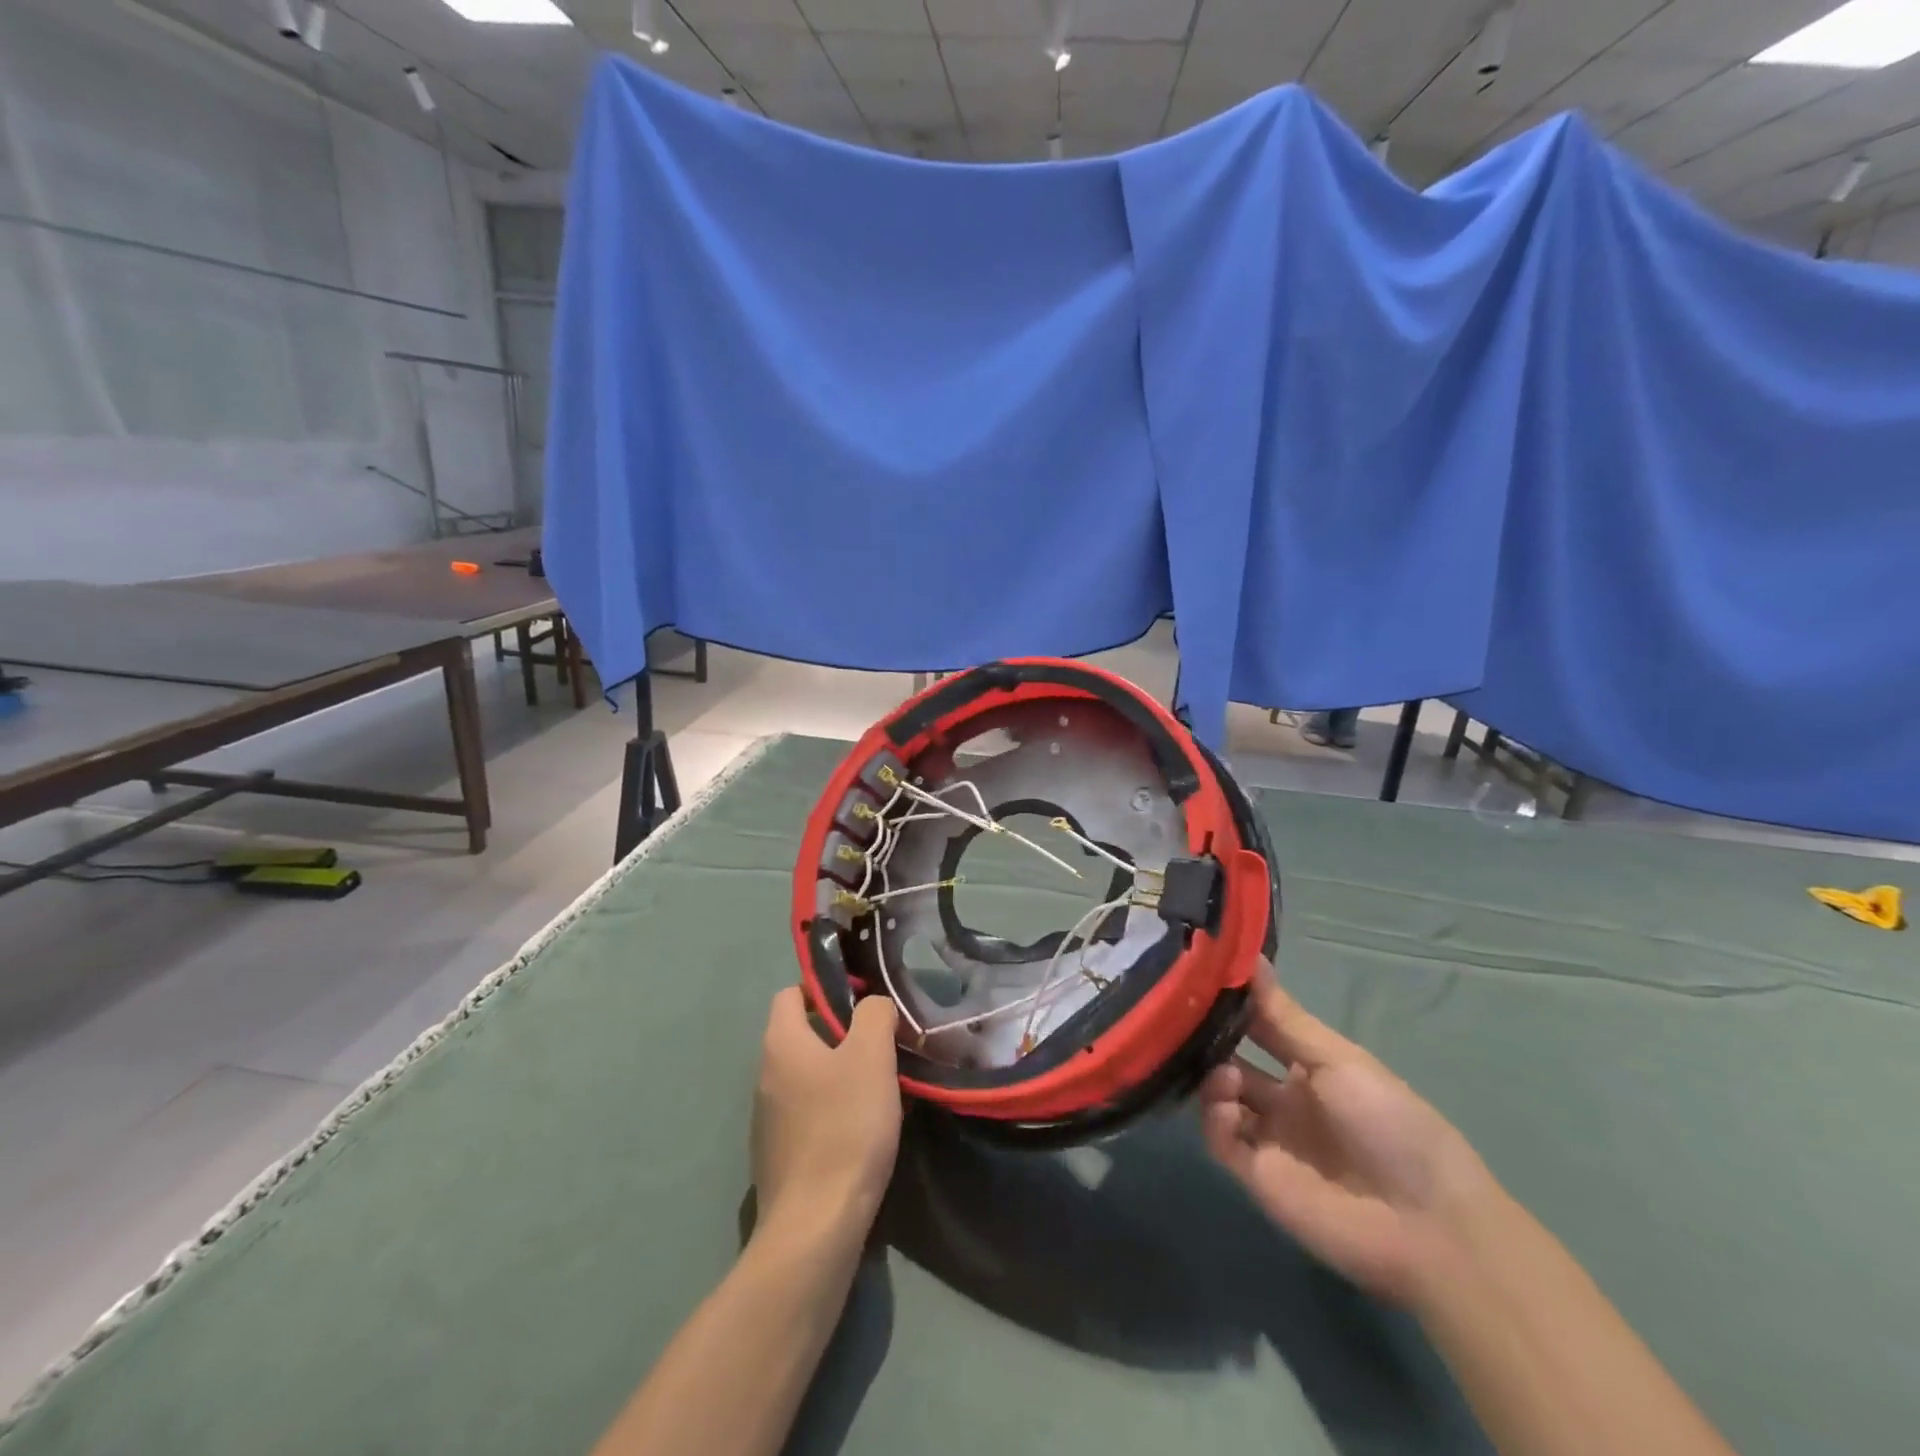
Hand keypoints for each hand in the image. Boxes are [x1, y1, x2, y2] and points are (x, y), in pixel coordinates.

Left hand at [751, 989, 902, 1253]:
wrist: (816, 1225)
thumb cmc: (845, 1126)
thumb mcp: (871, 1056)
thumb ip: (874, 1015)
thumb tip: (872, 1005)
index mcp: (781, 1043)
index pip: (791, 993)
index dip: (824, 989)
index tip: (861, 1002)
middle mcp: (765, 1075)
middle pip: (800, 1035)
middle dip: (840, 1034)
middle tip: (880, 1046)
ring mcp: (767, 1119)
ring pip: (806, 1076)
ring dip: (837, 1074)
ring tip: (878, 1088)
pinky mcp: (777, 1155)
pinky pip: (806, 1114)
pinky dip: (831, 1110)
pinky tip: (861, 1130)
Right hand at [1200, 963, 1498, 1307]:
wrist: (1426, 1223)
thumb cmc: (1390, 1124)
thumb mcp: (1338, 1059)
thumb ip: (1284, 1015)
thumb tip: (1251, 956)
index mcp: (1308, 1070)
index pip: (1257, 1030)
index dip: (1231, 1009)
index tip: (1200, 981)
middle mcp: (1283, 1101)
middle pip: (1231, 1062)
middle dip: (1210, 1043)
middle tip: (1187, 1025)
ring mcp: (1269, 1139)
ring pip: (1219, 1099)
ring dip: (1212, 1080)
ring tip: (1225, 1076)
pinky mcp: (1257, 1177)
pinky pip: (1221, 1140)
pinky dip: (1215, 1119)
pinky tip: (1228, 1107)